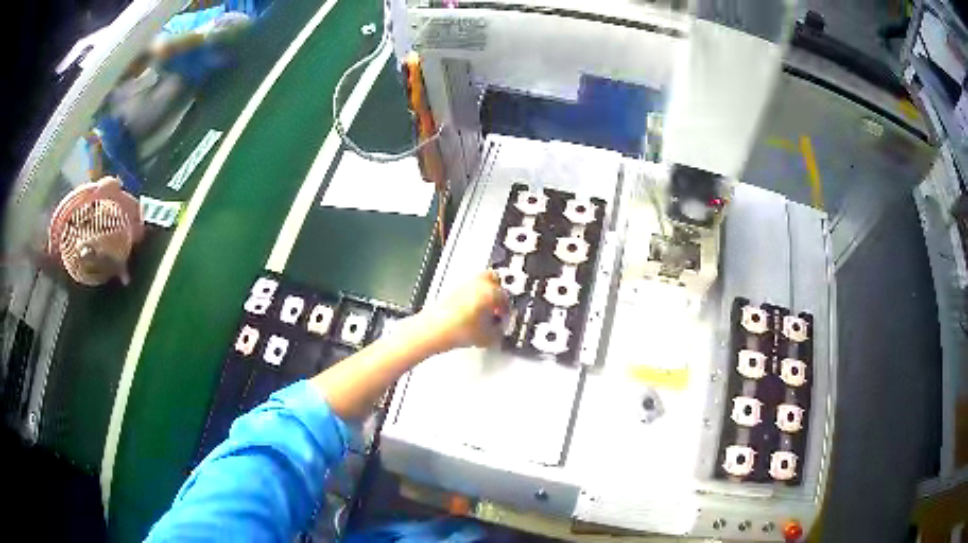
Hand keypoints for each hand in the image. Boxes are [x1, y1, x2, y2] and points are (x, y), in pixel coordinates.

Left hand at [418, 270, 509, 350]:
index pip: (507, 297)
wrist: (434, 331)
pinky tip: (473, 312)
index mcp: (490, 290)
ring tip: (486, 311)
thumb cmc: (459, 329)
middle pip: (495, 279)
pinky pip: (469, 289)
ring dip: (486, 293)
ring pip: (481, 283)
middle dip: (499, 292)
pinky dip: (474, 297)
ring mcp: (464, 285)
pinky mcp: (453, 291)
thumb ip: (500, 330)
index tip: (506, 317)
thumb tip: (500, 328)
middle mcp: (477, 283)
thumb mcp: (489, 336)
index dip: (508, 310)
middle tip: (499, 306)